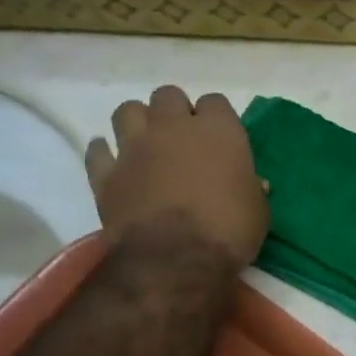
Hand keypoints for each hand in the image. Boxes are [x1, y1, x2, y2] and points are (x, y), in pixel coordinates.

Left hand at [85, 86, 267, 268]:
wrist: (176, 260)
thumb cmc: (229, 231)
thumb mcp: (258, 210)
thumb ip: (252, 189)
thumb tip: (254, 183)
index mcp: (218, 131)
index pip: (215, 102)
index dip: (217, 119)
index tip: (220, 139)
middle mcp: (173, 127)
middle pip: (168, 95)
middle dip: (175, 111)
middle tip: (183, 139)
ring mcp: (134, 147)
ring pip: (127, 111)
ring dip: (138, 122)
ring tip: (147, 144)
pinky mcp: (106, 173)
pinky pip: (98, 151)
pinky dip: (104, 153)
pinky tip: (114, 163)